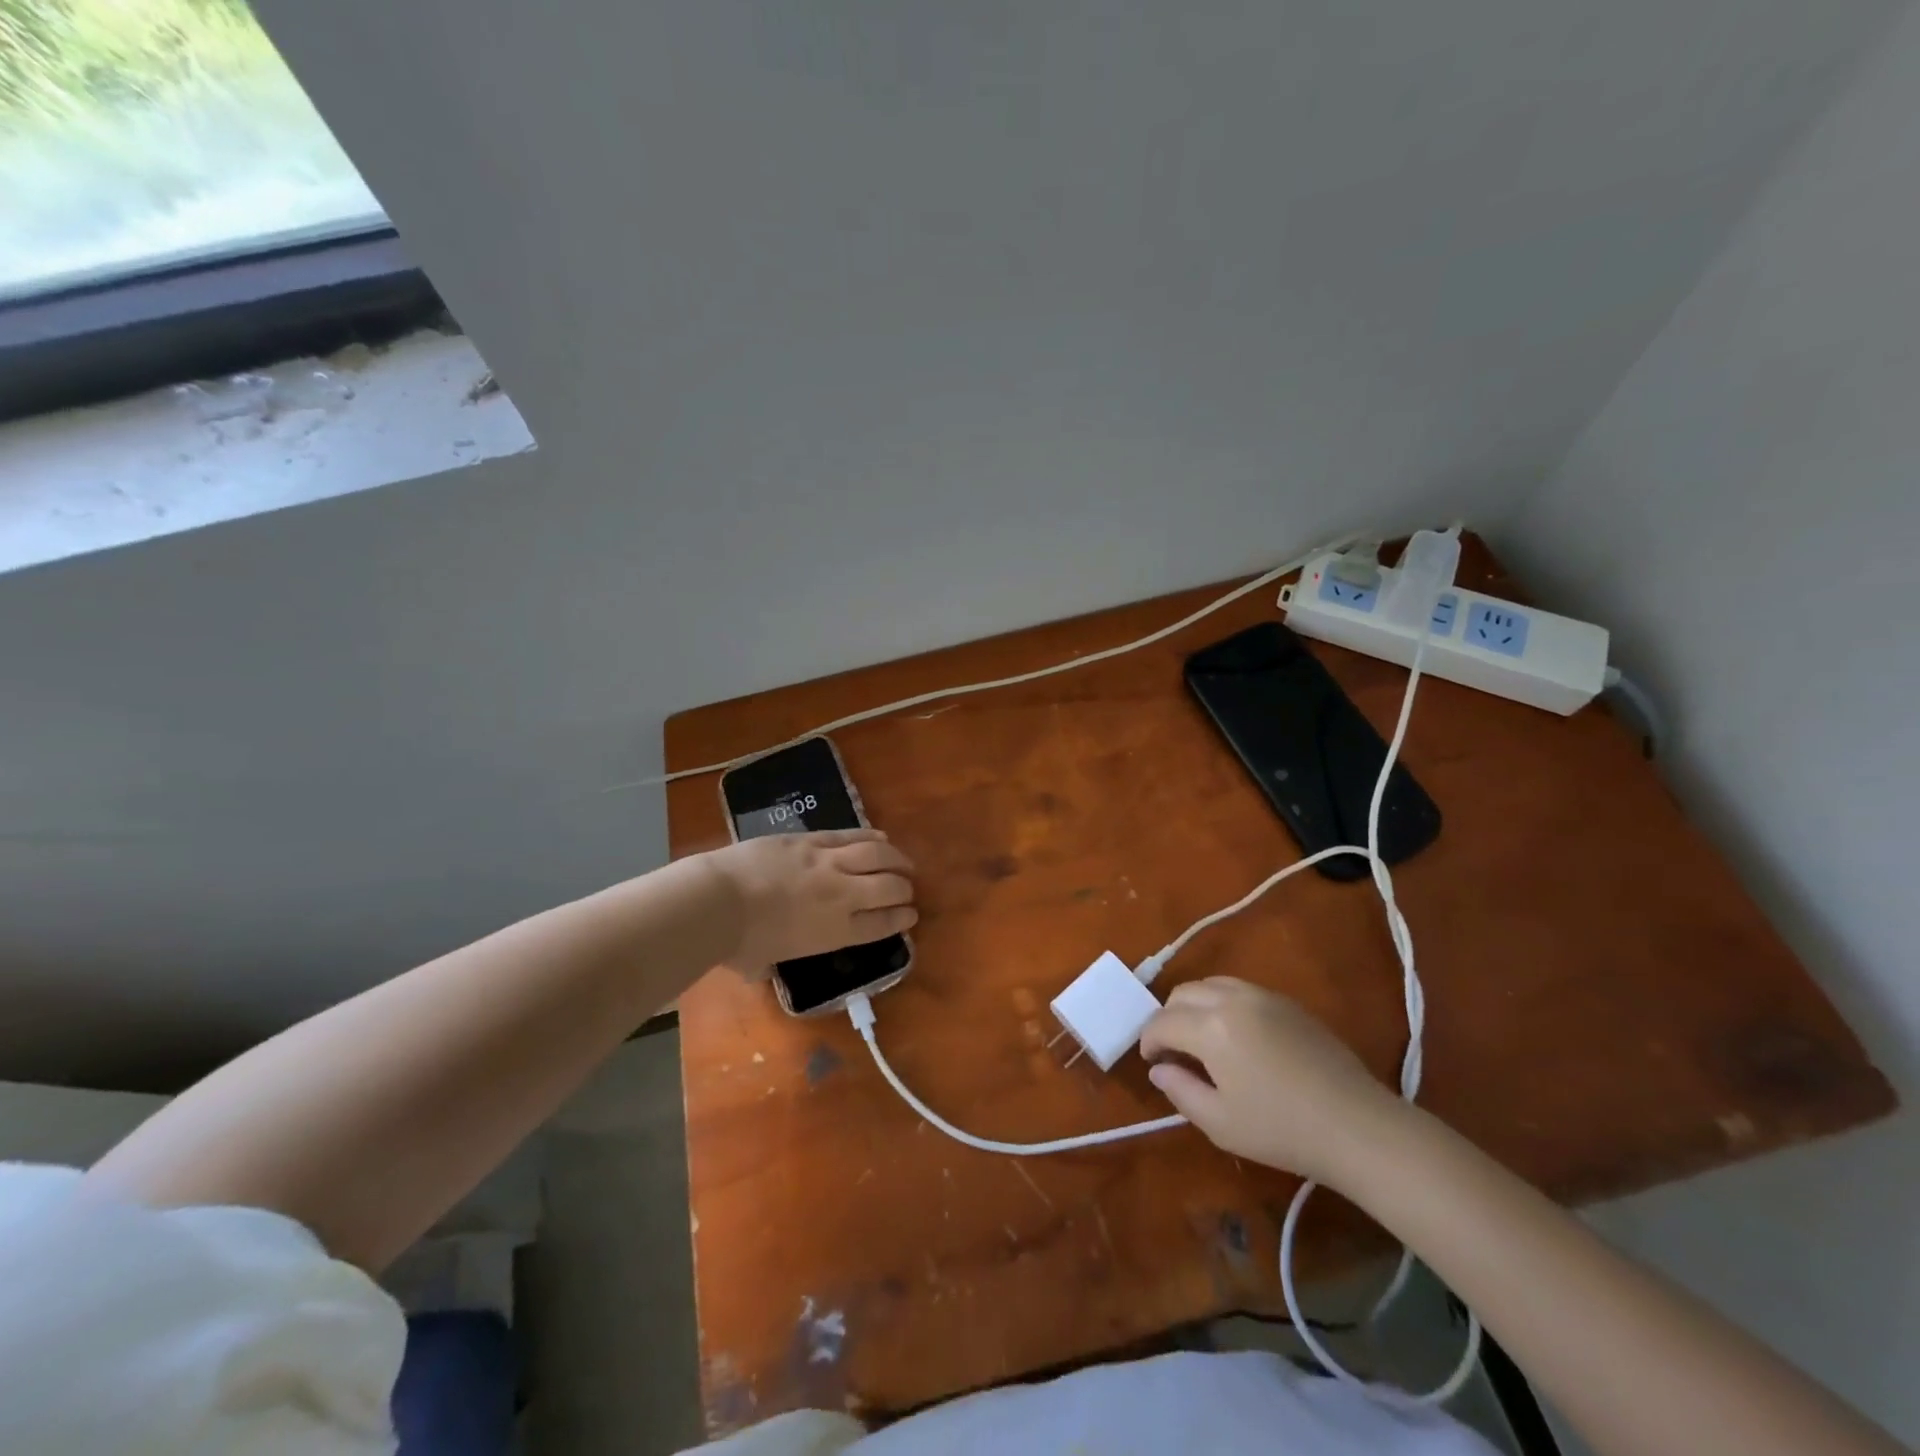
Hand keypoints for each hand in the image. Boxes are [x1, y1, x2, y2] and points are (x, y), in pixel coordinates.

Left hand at [703, 829, 916, 976]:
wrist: (718, 901)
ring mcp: (829, 863)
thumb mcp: (760, 964)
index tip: (911, 915)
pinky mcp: (811, 839)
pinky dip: (871, 836)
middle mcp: (842, 896)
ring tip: (905, 862)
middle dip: (904, 889)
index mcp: (836, 933)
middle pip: (888, 888)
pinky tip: (882, 837)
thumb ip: (770, 964)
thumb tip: (760, 966)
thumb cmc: (737, 943)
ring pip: (877, 855)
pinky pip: (850, 835)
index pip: (882, 924)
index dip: (901, 918)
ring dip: (896, 859)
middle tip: (908, 889)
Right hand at [1139, 977, 1407, 1183]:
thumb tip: (1158, 1069)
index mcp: (1210, 1026)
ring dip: (1194, 1005)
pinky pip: (1239, 989)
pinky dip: (1222, 1003)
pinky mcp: (1287, 1002)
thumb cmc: (1282, 1130)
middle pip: (1182, 993)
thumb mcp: (1219, 1123)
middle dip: (1168, 1018)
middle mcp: (1232, 998)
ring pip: (1211, 984)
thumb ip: (1180, 1090)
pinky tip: (1234, 1034)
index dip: (1149, 1041)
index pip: (1162, 1022)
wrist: (1356, 1126)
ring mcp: (1262, 995)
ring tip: (1201, 1038)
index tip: (1151, 1062)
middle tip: (1173, 1051)